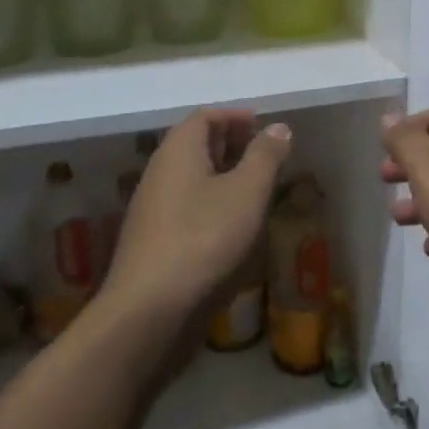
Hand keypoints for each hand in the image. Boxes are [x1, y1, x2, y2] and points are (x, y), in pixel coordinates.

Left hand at [104, 109, 289, 332]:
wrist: (150, 312)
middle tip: (267, 155)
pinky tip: (235, 226)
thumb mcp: (247, 191)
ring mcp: (153, 210)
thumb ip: (265, 155)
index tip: (266, 126)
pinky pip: (188, 207)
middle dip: (232, 144)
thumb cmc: (204, 238)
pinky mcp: (155, 242)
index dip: (236, 116)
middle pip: (196, 145)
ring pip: (192, 178)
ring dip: (225, 176)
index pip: (204, 116)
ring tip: (258, 189)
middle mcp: (160, 173)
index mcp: (178, 152)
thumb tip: (278, 127)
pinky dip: (214, 203)